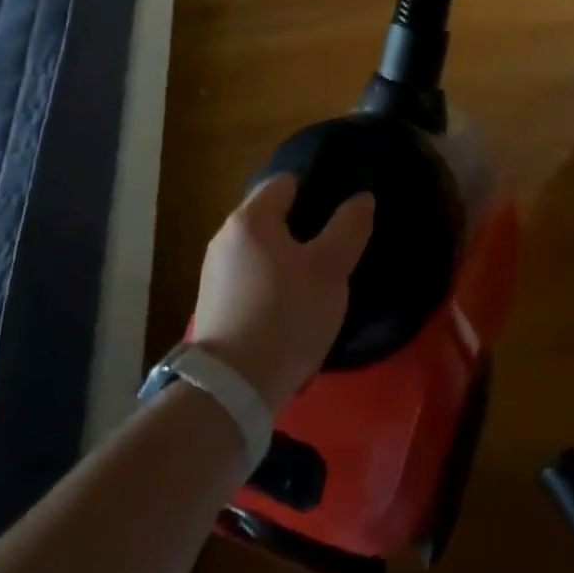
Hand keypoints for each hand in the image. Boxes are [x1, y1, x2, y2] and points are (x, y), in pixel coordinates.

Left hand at [191, 175, 374, 414]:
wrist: (232, 390)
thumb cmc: (286, 316)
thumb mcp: (330, 270)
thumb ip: (348, 228)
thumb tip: (361, 198)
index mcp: (251, 219)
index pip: (285, 182)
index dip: (315, 189)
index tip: (339, 212)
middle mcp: (224, 237)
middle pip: (270, 215)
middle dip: (301, 226)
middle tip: (333, 247)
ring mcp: (213, 273)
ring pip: (259, 249)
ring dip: (285, 257)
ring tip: (315, 280)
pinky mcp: (212, 305)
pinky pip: (248, 277)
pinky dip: (270, 282)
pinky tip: (289, 307)